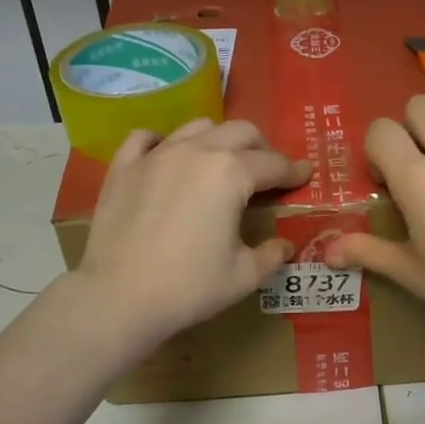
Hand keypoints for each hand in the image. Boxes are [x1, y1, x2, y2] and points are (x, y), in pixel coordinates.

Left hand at [71, 119, 309, 343]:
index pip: (273, 164)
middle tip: (267, 172)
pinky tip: (167, 157)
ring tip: (222, 163)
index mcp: (231, 173)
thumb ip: (270, 255)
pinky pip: (146, 138)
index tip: (305, 175)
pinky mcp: (123, 167)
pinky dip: (163, 142)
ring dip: (218, 140)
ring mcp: (156, 155)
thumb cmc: (189, 287)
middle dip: (261, 148)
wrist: (119, 297)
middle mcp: (196, 151)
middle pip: (240, 132)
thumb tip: (284, 245)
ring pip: (197, 127)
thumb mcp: (243, 276)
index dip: (294, 171)